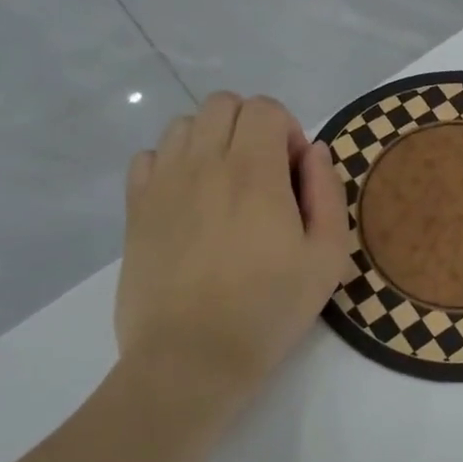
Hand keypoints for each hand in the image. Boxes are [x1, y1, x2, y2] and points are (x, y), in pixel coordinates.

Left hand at [116, 93, 350, 414]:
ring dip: (211, 141)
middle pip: (223, 105)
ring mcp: (163, 183)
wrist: (192, 357)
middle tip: (263, 176)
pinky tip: (188, 200)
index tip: (293, 175)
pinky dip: (171, 163)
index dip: (287, 131)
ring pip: (184, 124)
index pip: (265, 108)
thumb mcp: (327, 255)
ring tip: (224, 186)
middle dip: (251, 127)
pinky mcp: (135, 208)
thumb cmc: (269, 308)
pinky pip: (149, 156)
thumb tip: (312, 150)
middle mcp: (204, 162)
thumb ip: (327, 190)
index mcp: (255, 171)